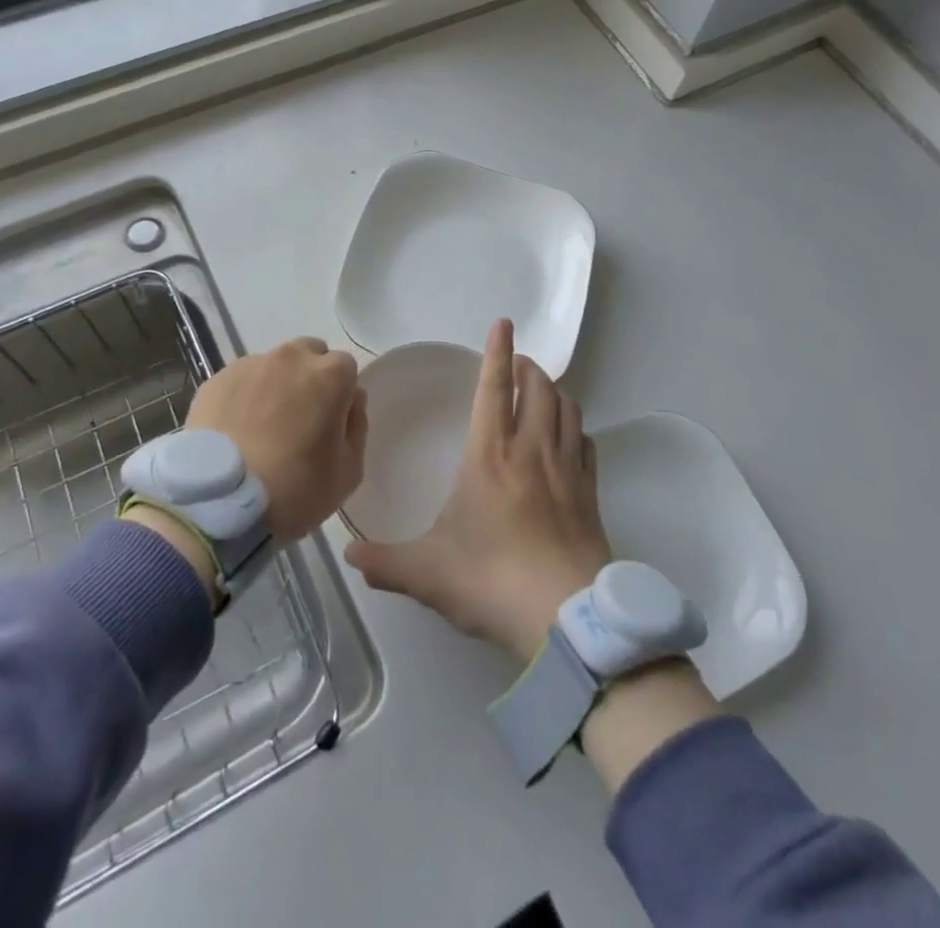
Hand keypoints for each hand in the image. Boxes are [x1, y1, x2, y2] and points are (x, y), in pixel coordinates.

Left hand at [186, 336, 366, 543]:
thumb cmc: (295, 488)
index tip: (331, 422)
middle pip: (308, 354)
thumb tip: (350, 401)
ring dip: (275, 385)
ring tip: (262, 427)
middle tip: (300, 418)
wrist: (220, 501)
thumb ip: (357, 426)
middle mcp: (291, 358)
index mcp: (330, 375)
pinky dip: (243, 397)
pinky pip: (241, 381)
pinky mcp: (216, 380)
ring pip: (273, 366)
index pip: (346, 368)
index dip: (341, 394)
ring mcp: (250, 365)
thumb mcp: (349, 471)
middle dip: (309, 378)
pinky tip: (236, 431)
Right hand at [344, 319, 611, 659]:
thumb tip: (348, 557)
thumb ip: (385, 563)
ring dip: (555, 392)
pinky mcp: (591, 494)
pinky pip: (587, 445)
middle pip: (538, 389)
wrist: (566, 617)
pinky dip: (576, 429)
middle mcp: (532, 451)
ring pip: (568, 410)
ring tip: (542, 391)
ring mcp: (567, 470)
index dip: (498, 352)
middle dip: (529, 367)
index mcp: (490, 456)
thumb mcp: (427, 574)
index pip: (494, 388)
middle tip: (518, 362)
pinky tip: (570, 438)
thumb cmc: (492, 580)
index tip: (503, 323)